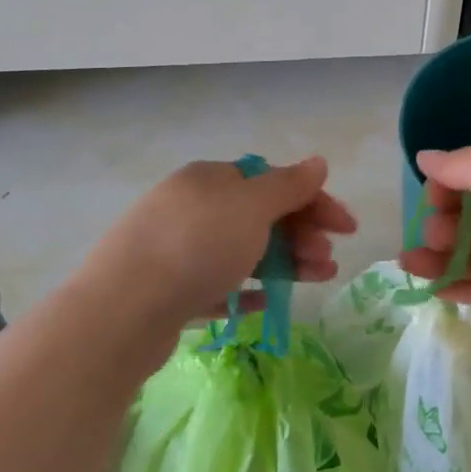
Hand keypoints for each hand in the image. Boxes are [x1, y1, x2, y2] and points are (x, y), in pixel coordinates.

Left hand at [84, 156, 355, 330]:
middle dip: (302, 236)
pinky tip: (266, 300)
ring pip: (243, 251)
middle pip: (260, 217)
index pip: (272, 181)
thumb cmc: (196, 247)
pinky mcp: (169, 289)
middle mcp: (192, 207)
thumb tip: (318, 161)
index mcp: (210, 179)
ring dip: (285, 262)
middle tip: (328, 261)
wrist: (123, 310)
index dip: (314, 201)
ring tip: (315, 281)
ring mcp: (177, 248)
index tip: (347, 228)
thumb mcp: (251, 208)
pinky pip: (218, 284)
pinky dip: (246, 288)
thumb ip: (289, 185)